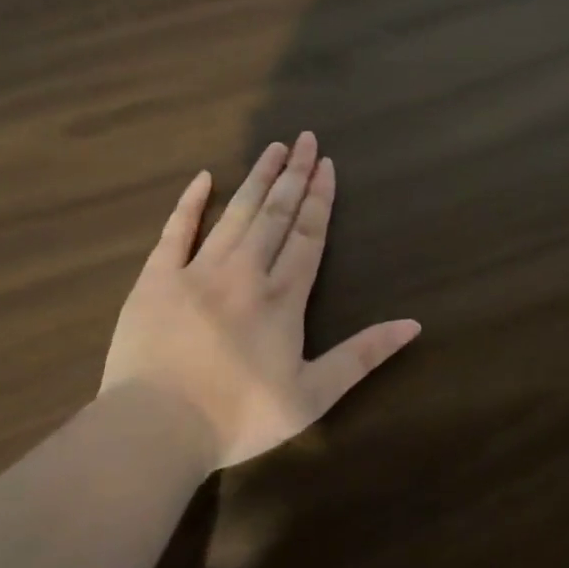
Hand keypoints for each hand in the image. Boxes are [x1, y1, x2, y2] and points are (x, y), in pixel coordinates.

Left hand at [102, 133, 421, 470]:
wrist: (156, 429)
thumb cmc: (239, 417)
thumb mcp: (314, 395)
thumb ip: (363, 355)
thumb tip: (413, 325)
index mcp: (283, 298)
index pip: (308, 235)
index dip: (321, 199)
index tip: (328, 164)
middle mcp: (245, 272)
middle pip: (275, 214)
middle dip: (294, 175)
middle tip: (306, 139)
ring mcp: (197, 271)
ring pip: (235, 214)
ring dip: (257, 179)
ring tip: (274, 148)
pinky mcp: (156, 280)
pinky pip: (176, 231)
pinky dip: (190, 203)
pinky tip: (204, 177)